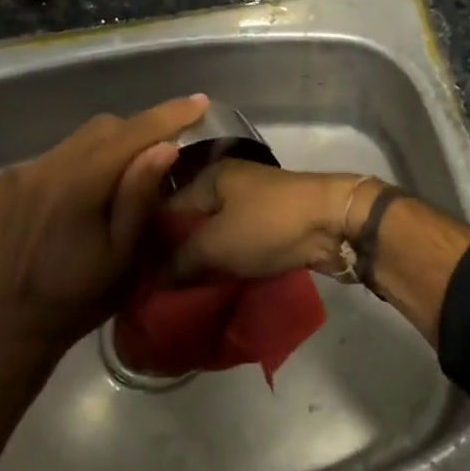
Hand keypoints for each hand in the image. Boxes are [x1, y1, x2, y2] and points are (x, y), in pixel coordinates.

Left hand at [0, 94, 207, 361]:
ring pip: (78, 139)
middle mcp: (43, 168)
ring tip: (124, 175)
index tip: (199, 101)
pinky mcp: (4, 184)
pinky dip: (79, 162)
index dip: (168, 115)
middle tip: (164, 150)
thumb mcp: (124, 257)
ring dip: (108, 147)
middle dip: (139, 131)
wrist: (7, 332)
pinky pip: (54, 156)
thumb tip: (165, 145)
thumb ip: (140, 196)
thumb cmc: (78, 300)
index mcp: (76, 187)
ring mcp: (18, 174)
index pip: (131, 134)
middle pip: (104, 128)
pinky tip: (83, 193)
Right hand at [165, 159, 377, 279]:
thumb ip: (179, 261)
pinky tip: (215, 286)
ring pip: (218, 234)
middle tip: (156, 290)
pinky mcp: (273, 223)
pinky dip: (230, 262)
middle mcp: (229, 183)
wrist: (334, 222)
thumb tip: (152, 279)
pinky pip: (241, 243)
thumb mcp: (215, 244)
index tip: (135, 274)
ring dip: (205, 261)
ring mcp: (254, 202)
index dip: (149, 241)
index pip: (165, 208)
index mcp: (210, 176)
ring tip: (181, 294)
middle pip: (192, 222)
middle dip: (177, 254)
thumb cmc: (268, 225)